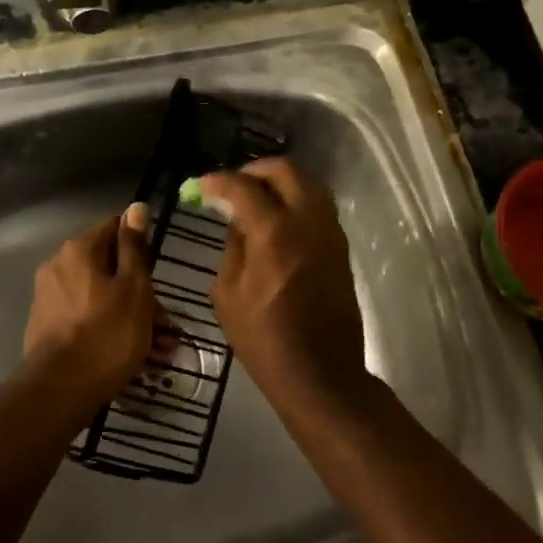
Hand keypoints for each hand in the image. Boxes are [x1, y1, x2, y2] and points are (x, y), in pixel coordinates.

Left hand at [21, 204, 160, 409]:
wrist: (61, 389)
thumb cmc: (107, 333)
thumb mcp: (134, 287)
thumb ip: (135, 247)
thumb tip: (136, 206)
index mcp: (78, 250)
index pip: (114, 228)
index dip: (141, 246)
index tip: (159, 272)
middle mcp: (58, 267)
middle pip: (109, 269)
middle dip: (142, 294)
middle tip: (167, 325)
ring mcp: (50, 299)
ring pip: (102, 299)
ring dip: (132, 318)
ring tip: (159, 351)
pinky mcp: (48, 329)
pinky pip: (88, 320)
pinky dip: (110, 331)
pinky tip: (134, 358)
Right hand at [197, 159, 371, 409]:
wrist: (320, 373)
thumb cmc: (264, 340)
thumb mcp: (227, 295)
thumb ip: (232, 249)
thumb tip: (238, 223)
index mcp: (274, 234)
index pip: (244, 187)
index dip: (218, 181)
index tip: (202, 186)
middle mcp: (307, 223)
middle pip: (286, 170)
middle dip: (255, 170)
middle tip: (234, 184)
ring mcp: (330, 234)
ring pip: (309, 184)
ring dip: (280, 182)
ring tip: (256, 198)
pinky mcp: (340, 248)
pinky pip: (319, 207)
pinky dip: (297, 200)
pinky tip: (277, 219)